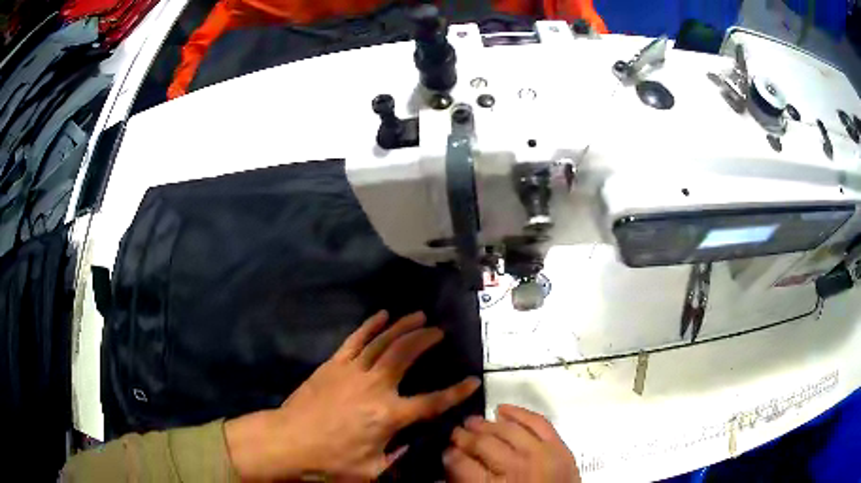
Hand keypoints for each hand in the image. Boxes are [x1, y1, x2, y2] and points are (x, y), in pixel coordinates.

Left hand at [225, 311, 480, 480]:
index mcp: (389, 415)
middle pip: (407, 356)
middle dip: (427, 340)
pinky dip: (371, 325)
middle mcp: (375, 387)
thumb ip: (398, 457)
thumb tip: (415, 444)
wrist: (288, 442)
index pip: (432, 402)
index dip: (456, 392)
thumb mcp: (372, 471)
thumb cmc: (330, 461)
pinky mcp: (333, 365)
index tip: (473, 381)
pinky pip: (355, 339)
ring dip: (404, 326)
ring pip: (384, 341)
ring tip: (420, 315)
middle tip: (440, 331)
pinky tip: (383, 315)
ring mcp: (352, 371)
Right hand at [444, 404, 579, 482]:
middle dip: (463, 437)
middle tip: (454, 432)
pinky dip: (519, 413)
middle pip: (483, 444)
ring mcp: (541, 455)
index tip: (443, 449)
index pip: (461, 463)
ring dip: (485, 424)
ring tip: (472, 421)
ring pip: (507, 430)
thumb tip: (451, 460)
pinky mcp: (559, 447)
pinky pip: (538, 422)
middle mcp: (517, 468)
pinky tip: (502, 409)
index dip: (449, 454)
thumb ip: (466, 481)